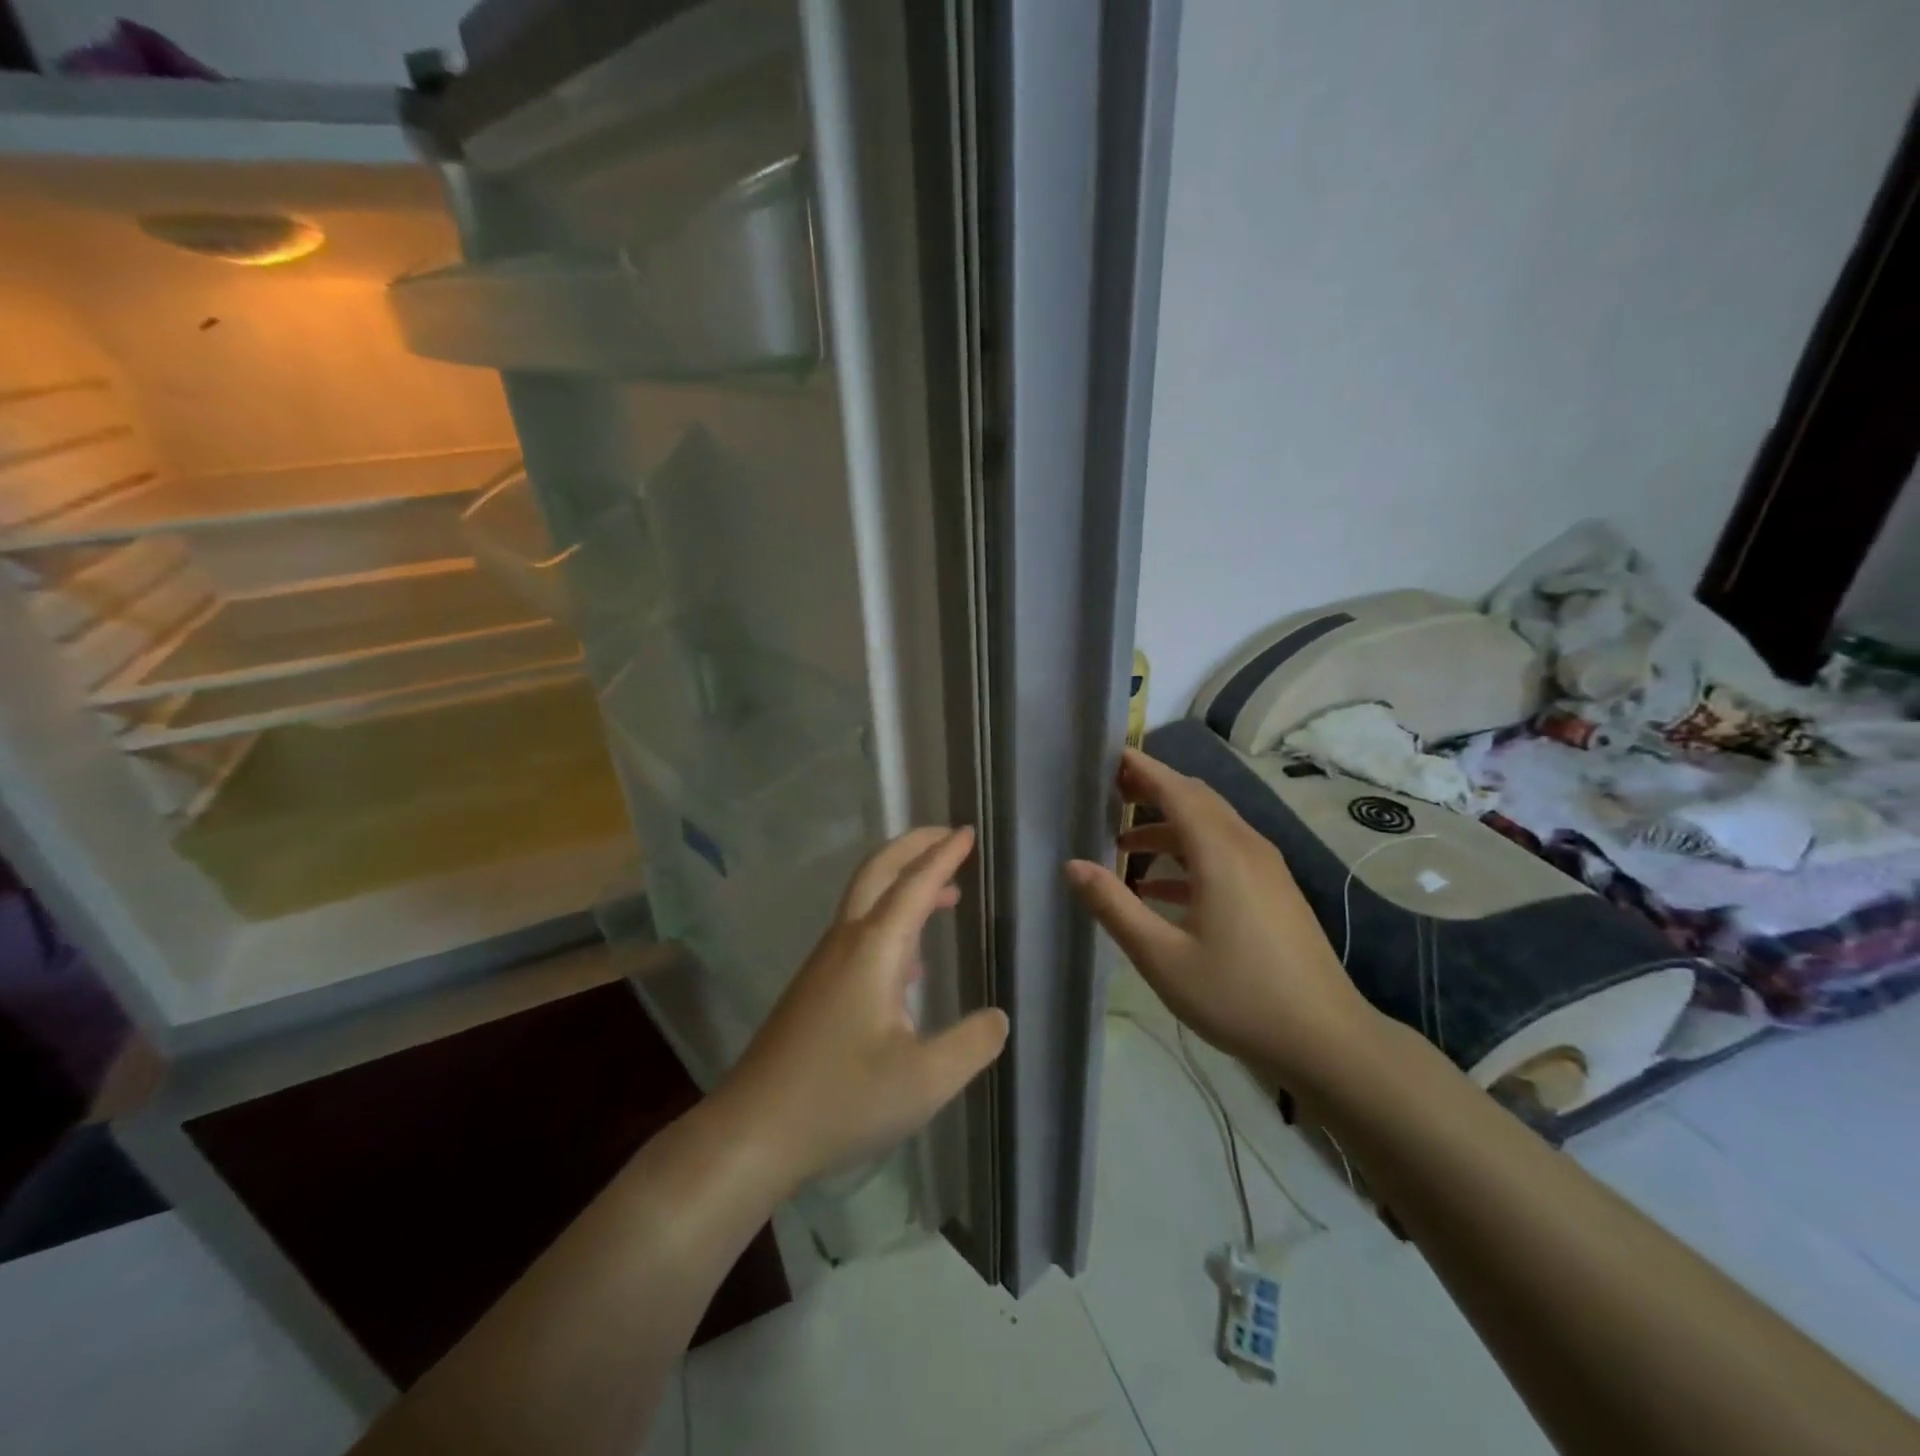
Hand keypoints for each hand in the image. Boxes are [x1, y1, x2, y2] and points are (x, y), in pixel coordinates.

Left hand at [717, 826, 1008, 1193]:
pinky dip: (891, 921)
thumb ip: (972, 1044)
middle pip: (878, 872)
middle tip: (949, 837)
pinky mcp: (815, 989)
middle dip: (914, 847)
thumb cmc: (841, 1099)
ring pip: (866, 903)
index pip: (915, 885)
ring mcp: (825, 965)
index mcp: (874, 949)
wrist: (752, 1132)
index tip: (969, 833)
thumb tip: (998, 1017)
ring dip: (904, 885)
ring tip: (945, 895)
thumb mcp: (924, 1080)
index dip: (945, 856)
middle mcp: (846, 943)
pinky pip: (859, 934)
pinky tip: (911, 960)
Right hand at [1066, 748, 1384, 1093]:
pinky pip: (1226, 854)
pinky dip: (1190, 855)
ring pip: (1212, 827)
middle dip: (1153, 790)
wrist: (1327, 1040)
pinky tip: (1162, 889)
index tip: (1108, 756)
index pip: (1176, 790)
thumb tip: (1072, 866)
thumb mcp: (1162, 958)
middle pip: (1196, 799)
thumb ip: (1114, 906)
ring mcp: (1267, 869)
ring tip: (1124, 844)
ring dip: (1169, 827)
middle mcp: (1247, 848)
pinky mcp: (1275, 891)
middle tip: (1110, 793)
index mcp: (1220, 853)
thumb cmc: (1238, 997)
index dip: (1142, 769)